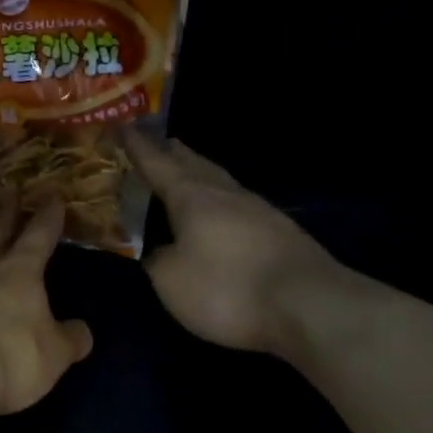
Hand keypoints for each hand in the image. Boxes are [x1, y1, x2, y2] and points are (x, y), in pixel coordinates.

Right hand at [124, 130, 355, 360]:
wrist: (309, 306)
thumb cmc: (226, 288)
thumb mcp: (172, 280)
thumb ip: (157, 260)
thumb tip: (158, 251)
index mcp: (193, 198)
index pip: (158, 164)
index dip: (138, 147)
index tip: (123, 126)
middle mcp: (227, 195)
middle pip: (196, 165)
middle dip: (175, 153)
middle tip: (161, 143)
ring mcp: (260, 212)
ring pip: (222, 183)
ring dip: (202, 174)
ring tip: (190, 172)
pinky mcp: (282, 234)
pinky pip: (241, 206)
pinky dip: (224, 202)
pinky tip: (225, 213)